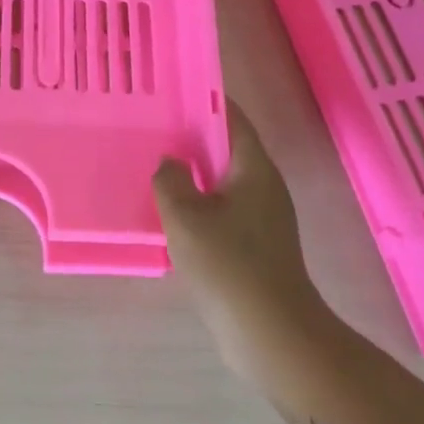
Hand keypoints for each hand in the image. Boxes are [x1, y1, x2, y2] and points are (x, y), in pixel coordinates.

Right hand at [154, 101, 331, 383]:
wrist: (269, 331)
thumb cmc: (228, 263)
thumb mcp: (185, 215)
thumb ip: (170, 179)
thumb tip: (170, 162)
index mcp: (255, 169)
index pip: (233, 118)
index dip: (206, 100)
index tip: (173, 91)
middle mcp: (264, 187)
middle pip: (227, 149)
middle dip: (193, 137)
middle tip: (153, 128)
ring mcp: (263, 218)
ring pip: (222, 182)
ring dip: (193, 173)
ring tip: (154, 165)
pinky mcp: (255, 246)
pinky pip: (222, 210)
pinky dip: (198, 203)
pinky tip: (169, 211)